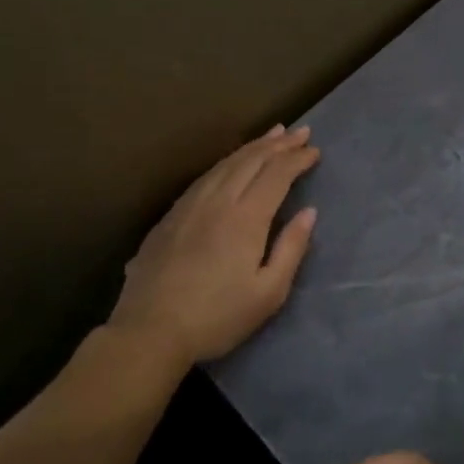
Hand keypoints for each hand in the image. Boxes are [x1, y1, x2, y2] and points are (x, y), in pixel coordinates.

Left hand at [112, 125, 319, 364]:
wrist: (149, 332)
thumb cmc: (217, 318)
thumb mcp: (268, 293)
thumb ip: (291, 248)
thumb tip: (308, 212)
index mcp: (245, 218)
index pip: (276, 175)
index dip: (297, 159)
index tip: (315, 151)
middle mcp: (218, 201)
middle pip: (251, 161)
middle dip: (279, 144)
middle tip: (301, 132)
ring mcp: (190, 206)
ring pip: (226, 164)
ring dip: (253, 146)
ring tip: (272, 135)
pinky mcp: (170, 216)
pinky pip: (205, 176)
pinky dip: (227, 161)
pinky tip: (231, 162)